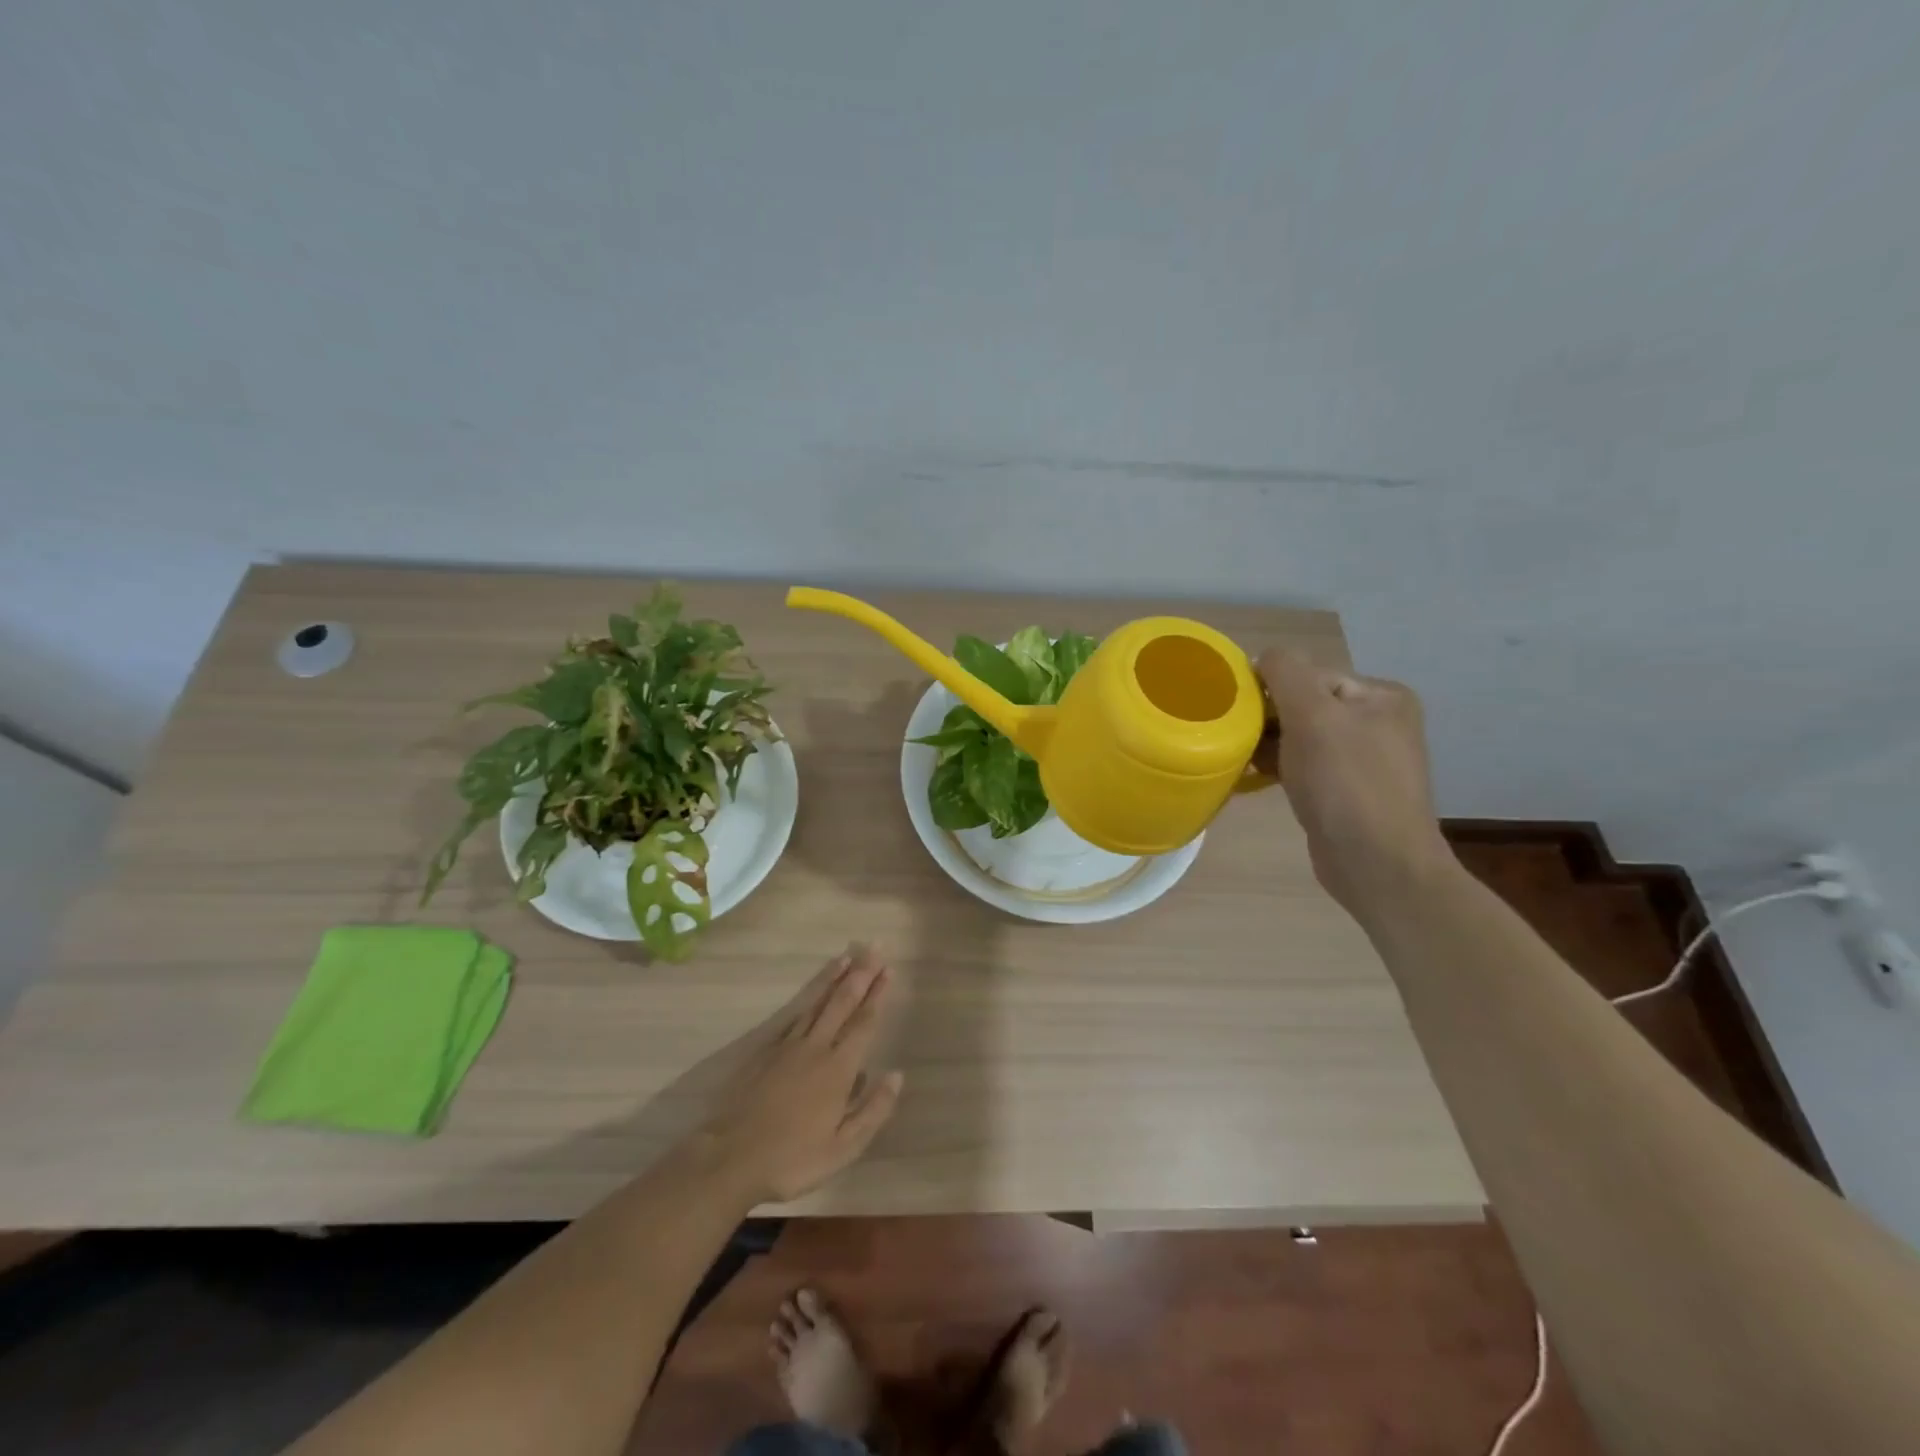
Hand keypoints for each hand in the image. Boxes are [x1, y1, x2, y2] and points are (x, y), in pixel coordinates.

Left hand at [695, 944, 904, 1203]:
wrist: (730, 1158)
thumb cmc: (792, 1159)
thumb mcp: (843, 1148)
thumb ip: (873, 1110)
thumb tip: (896, 1075)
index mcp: (838, 1069)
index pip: (863, 1023)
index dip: (877, 996)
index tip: (888, 970)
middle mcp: (816, 1048)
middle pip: (841, 1003)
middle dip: (860, 975)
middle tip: (873, 948)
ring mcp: (787, 1046)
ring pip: (816, 1003)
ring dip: (833, 979)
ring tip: (846, 958)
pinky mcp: (764, 1052)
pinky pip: (793, 1016)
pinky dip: (807, 999)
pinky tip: (812, 993)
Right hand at [1257, 648, 1455, 917]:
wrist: (1377, 865)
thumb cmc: (1346, 785)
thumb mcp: (1314, 716)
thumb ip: (1286, 674)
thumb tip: (1264, 656)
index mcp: (1381, 697)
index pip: (1310, 676)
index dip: (1271, 689)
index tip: (1237, 711)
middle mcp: (1377, 722)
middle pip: (1303, 705)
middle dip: (1267, 719)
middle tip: (1233, 736)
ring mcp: (1363, 760)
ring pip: (1299, 737)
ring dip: (1267, 744)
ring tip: (1236, 758)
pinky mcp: (1345, 792)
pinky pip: (1302, 766)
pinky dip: (1276, 767)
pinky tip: (1252, 778)